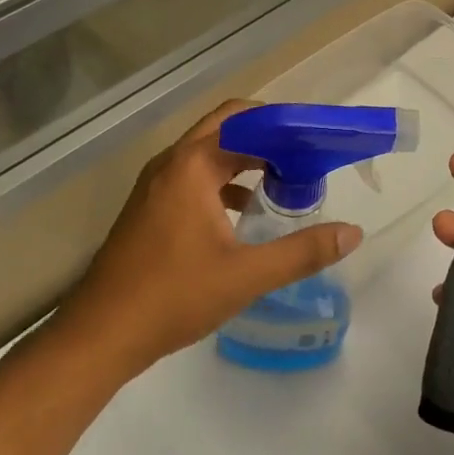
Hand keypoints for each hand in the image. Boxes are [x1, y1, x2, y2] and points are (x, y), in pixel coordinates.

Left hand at [57, 100, 362, 374]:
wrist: (101, 334)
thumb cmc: (174, 297)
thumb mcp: (246, 276)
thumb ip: (302, 251)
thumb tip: (352, 233)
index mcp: (192, 165)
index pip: (246, 120)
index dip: (286, 124)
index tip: (320, 139)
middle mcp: (171, 164)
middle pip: (226, 128)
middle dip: (268, 136)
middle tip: (307, 155)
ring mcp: (155, 185)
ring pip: (208, 153)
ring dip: (246, 158)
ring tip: (286, 180)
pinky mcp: (149, 208)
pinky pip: (194, 177)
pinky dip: (224, 181)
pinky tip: (246, 210)